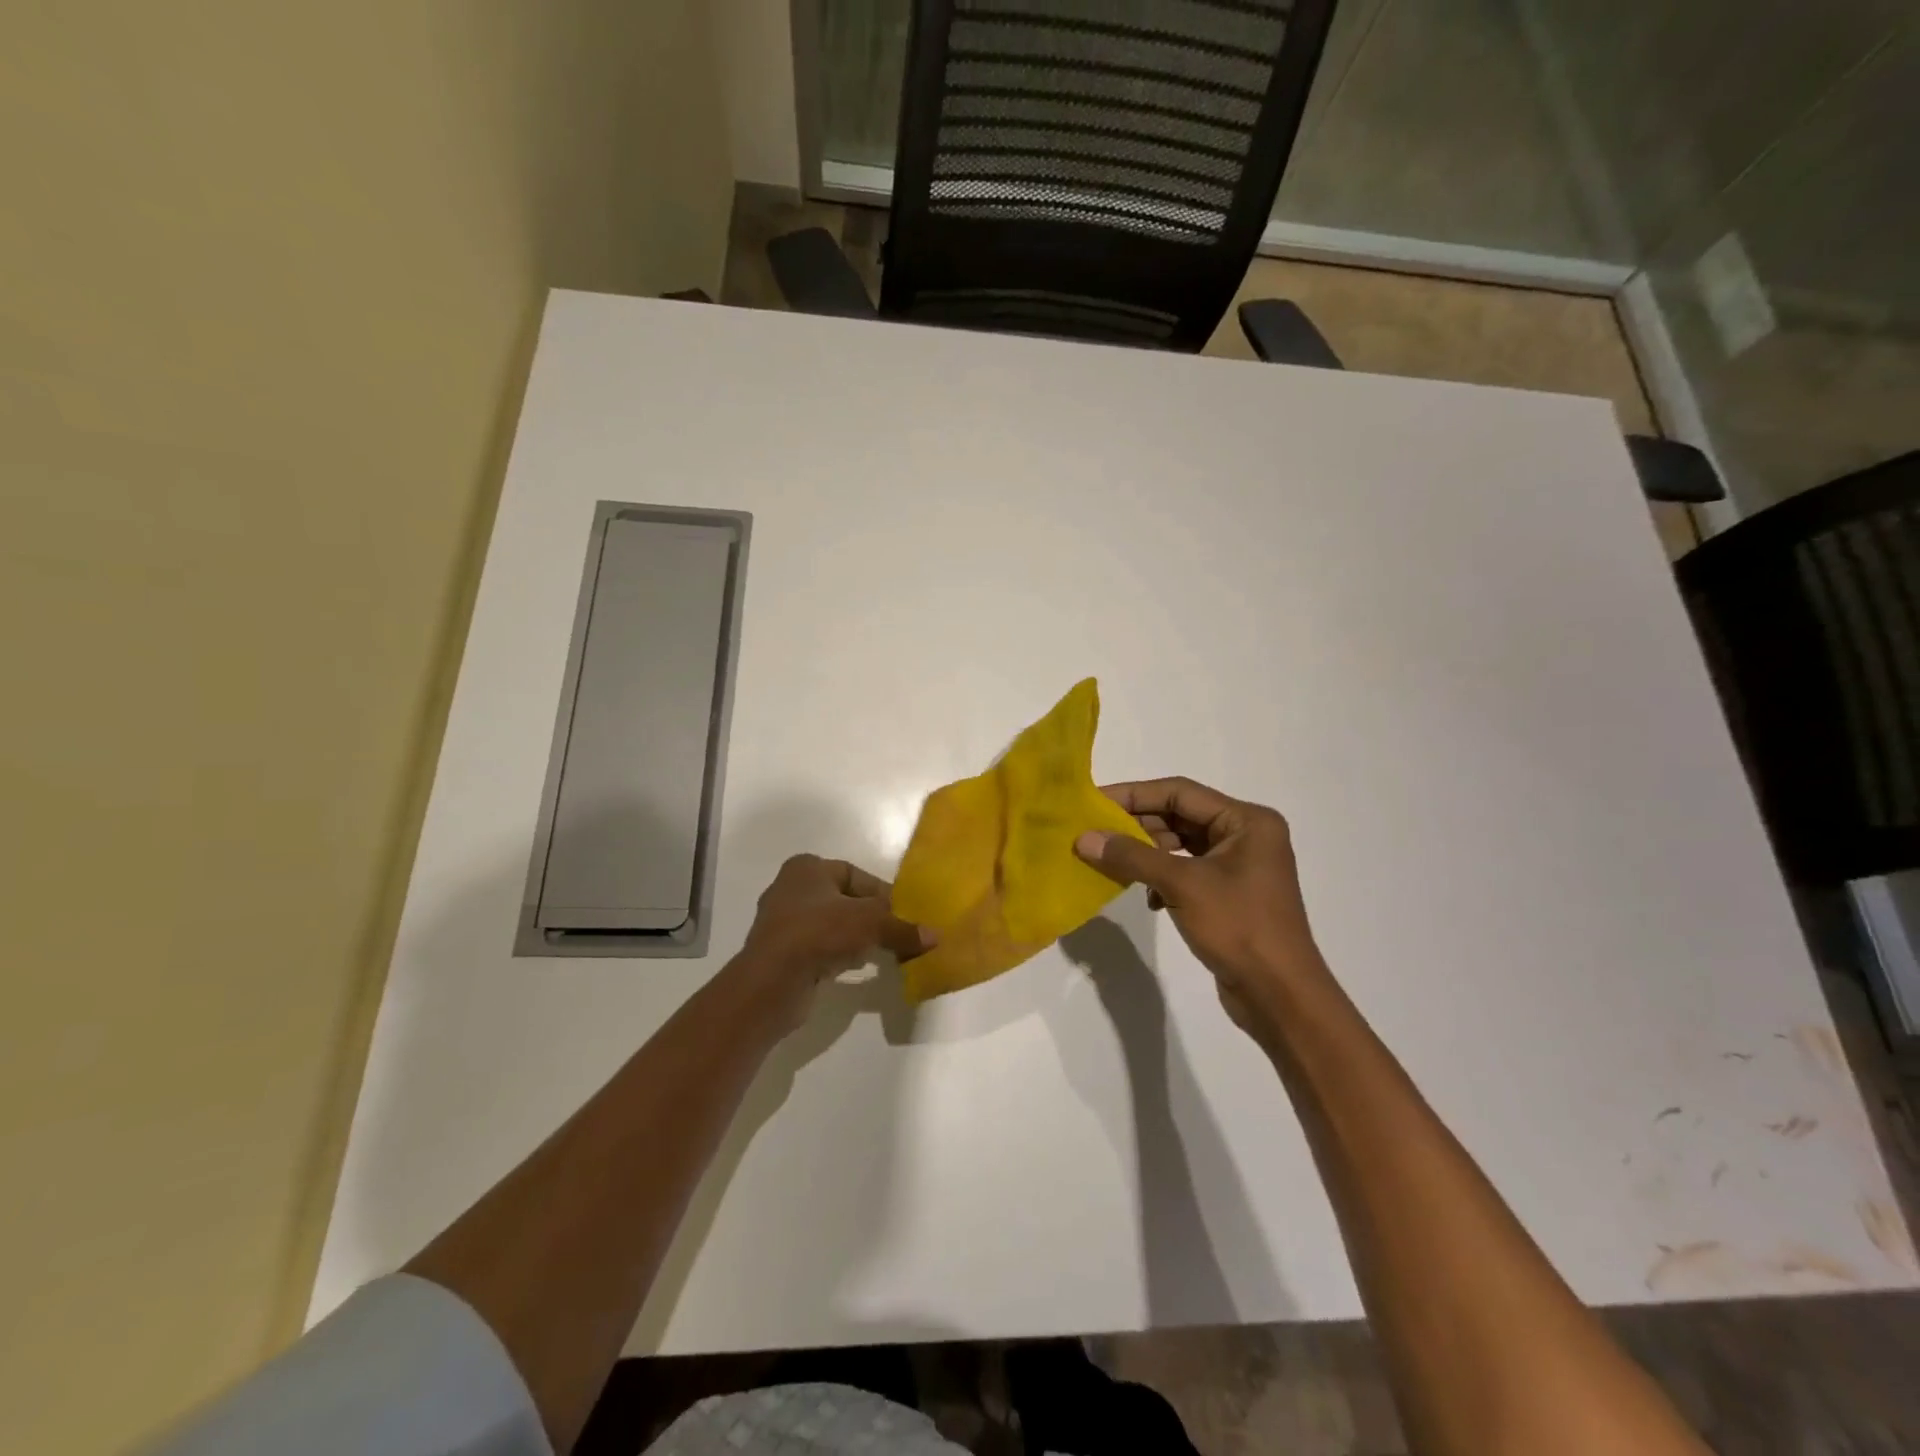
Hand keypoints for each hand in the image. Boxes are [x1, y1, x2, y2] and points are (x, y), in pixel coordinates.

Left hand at [740, 854, 930, 991]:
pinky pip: (818, 948)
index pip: (854, 874)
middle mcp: (790, 889)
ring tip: (877, 952)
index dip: (881, 893)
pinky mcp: (780, 953)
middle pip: (844, 900)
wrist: (771, 982)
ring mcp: (782, 923)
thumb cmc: (820, 933)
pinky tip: (852, 967)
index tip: (901, 914)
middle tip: (894, 934)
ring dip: (854, 937)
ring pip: (831, 925)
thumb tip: (935, 937)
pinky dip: (837, 954)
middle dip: (870, 917)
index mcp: (806, 868)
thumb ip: (902, 928)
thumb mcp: (870, 923)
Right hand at [1074, 778, 1326, 1032]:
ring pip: (1180, 845)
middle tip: (1095, 834)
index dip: (1134, 795)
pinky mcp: (1230, 893)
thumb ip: (1132, 856)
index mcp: (1247, 821)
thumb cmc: (1239, 927)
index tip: (1093, 802)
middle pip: (1180, 816)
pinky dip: (1162, 878)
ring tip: (1112, 864)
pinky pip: (1186, 870)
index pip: (1180, 793)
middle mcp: (1246, 835)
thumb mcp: (1182, 885)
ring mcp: (1239, 866)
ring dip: (1147, 854)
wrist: (1280, 997)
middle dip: (1137, 825)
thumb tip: (1083, 838)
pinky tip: (1149, 899)